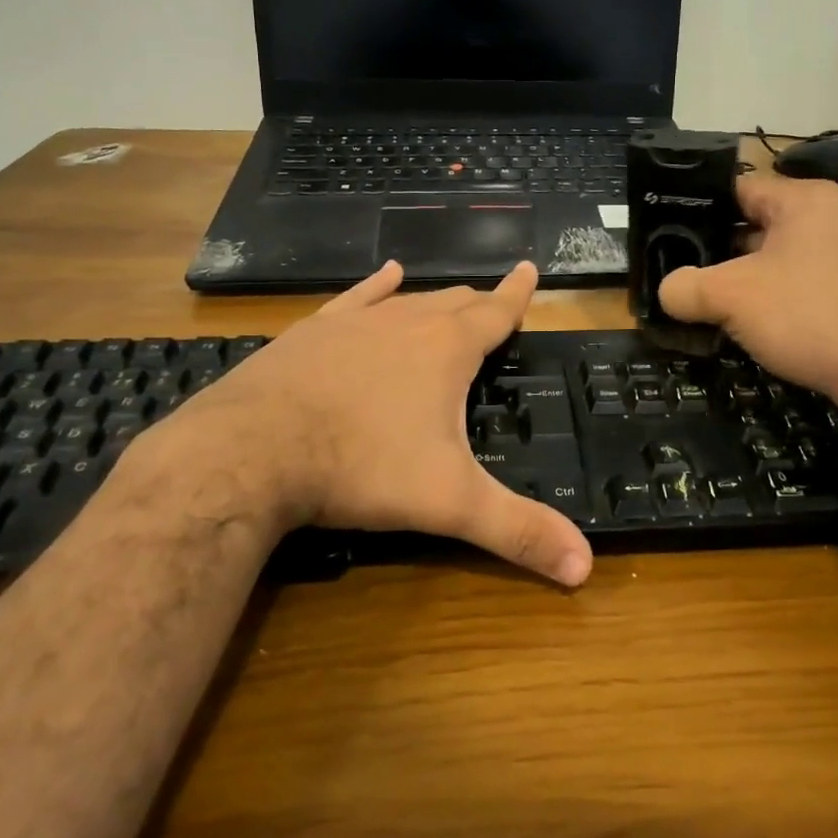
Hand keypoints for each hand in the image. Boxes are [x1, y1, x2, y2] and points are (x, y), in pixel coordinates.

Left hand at [149, 261, 592, 587]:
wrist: (253, 450)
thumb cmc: (362, 467)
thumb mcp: (449, 503)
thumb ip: (517, 531)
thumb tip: (585, 568)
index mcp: (446, 350)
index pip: (495, 313)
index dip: (517, 295)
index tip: (529, 269)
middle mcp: (406, 322)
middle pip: (453, 304)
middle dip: (477, 305)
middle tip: (493, 306)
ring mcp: (354, 322)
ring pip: (407, 300)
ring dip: (433, 299)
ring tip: (450, 294)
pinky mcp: (312, 331)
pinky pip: (356, 298)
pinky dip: (376, 286)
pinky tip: (387, 274)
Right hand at [657, 175, 837, 412]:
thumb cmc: (807, 316)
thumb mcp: (730, 298)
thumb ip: (685, 287)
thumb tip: (667, 291)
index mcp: (805, 198)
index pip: (737, 189)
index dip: (699, 212)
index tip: (671, 239)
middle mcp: (836, 213)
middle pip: (759, 223)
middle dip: (723, 252)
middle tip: (691, 277)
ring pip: (784, 255)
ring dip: (752, 278)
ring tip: (721, 305)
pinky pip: (811, 280)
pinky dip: (784, 296)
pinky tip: (767, 325)